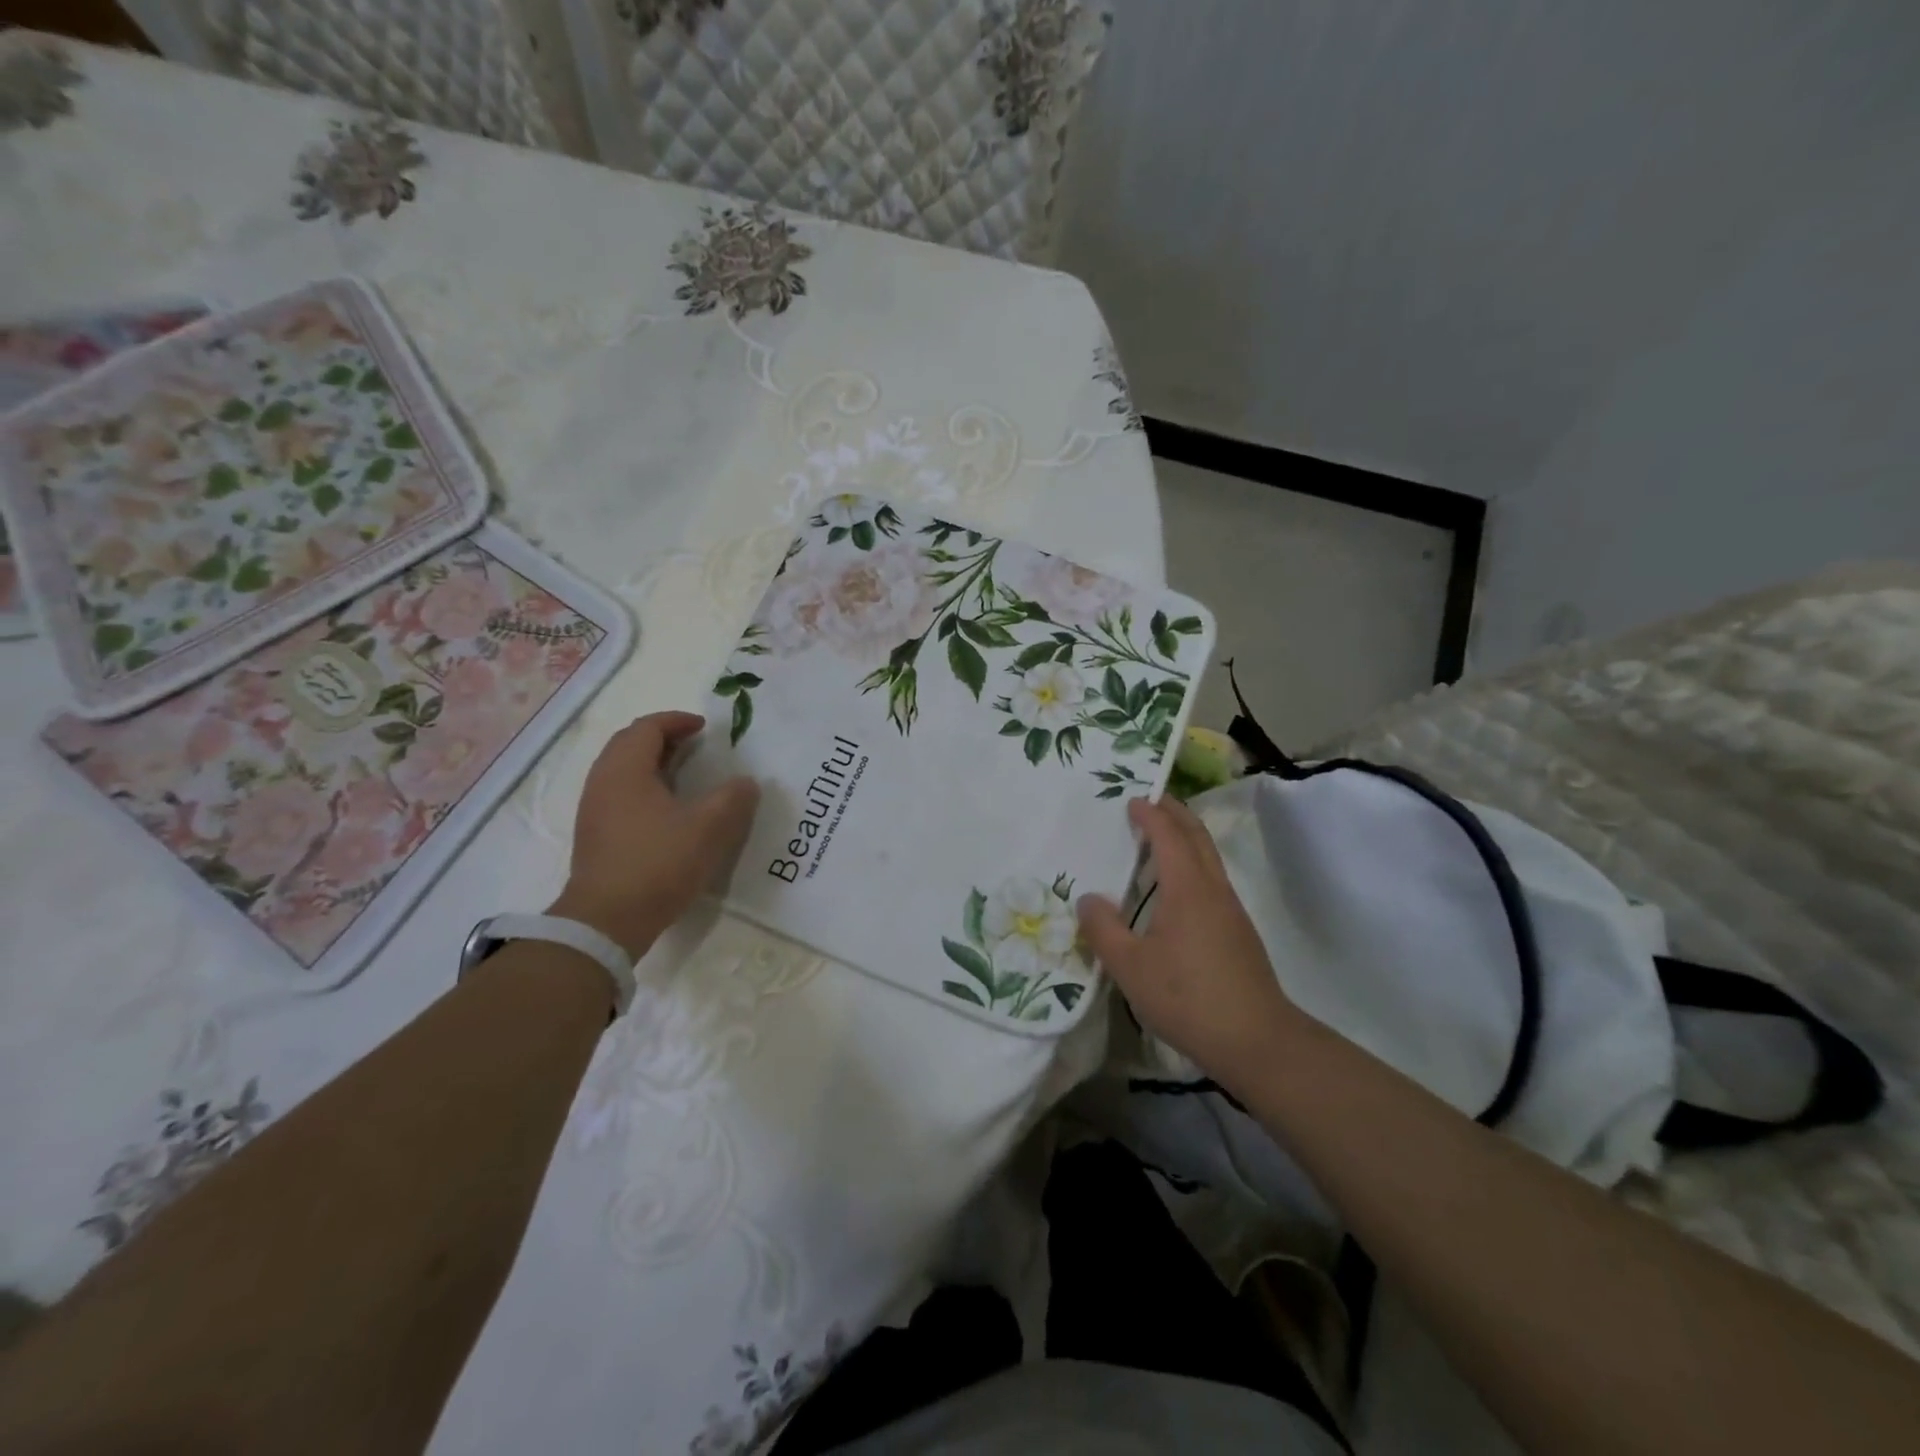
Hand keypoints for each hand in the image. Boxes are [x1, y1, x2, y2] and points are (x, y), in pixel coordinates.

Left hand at [547, 711, 758, 958]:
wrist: (606, 921)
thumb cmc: (658, 864)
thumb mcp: (708, 829)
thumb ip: (733, 799)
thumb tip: (746, 782)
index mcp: (626, 770)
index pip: (647, 727)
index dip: (677, 721)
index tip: (704, 728)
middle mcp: (603, 782)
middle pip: (629, 743)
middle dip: (662, 737)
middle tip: (694, 744)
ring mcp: (594, 810)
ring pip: (622, 769)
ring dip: (652, 762)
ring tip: (685, 773)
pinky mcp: (595, 835)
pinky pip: (619, 793)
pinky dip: (644, 786)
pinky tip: (668, 809)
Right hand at [1077, 796, 1302, 1085]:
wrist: (1256, 1041)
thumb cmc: (1187, 998)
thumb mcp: (1130, 967)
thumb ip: (1103, 930)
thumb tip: (1088, 900)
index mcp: (1188, 888)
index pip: (1169, 835)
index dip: (1151, 814)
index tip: (1132, 800)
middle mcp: (1213, 889)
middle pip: (1197, 836)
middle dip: (1175, 812)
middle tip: (1151, 801)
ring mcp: (1230, 910)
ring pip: (1209, 858)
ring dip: (1185, 838)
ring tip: (1158, 839)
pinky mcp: (1238, 932)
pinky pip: (1212, 880)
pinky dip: (1192, 864)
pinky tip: (1175, 890)